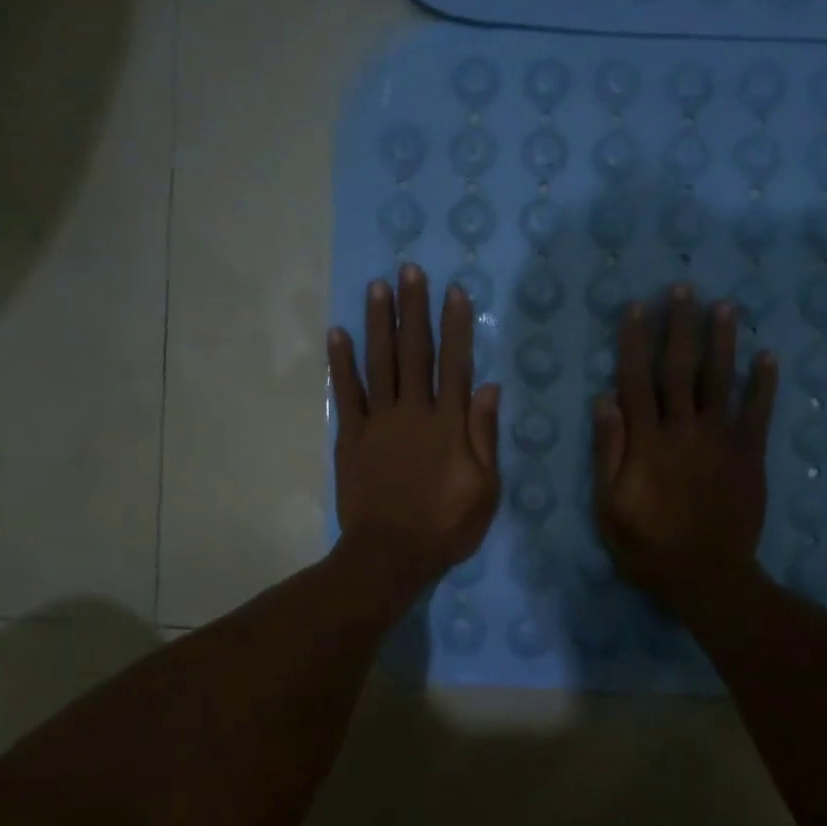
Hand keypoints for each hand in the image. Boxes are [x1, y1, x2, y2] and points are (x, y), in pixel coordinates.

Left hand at [328, 265, 500, 606]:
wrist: (390, 555)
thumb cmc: (446, 526)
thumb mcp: (484, 488)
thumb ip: (484, 435)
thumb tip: (488, 386)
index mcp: (448, 424)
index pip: (455, 363)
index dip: (456, 326)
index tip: (454, 291)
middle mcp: (413, 412)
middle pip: (414, 352)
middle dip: (414, 309)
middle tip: (409, 270)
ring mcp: (378, 422)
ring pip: (379, 362)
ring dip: (379, 322)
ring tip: (378, 287)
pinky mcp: (350, 437)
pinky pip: (345, 393)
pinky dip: (341, 363)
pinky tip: (338, 333)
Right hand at [592, 286, 778, 613]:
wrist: (708, 576)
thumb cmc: (648, 546)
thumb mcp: (609, 506)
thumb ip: (608, 452)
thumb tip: (604, 400)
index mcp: (647, 442)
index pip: (637, 381)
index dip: (635, 342)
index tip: (636, 308)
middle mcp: (684, 430)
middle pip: (680, 369)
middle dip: (679, 326)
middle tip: (683, 288)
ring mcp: (722, 441)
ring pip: (720, 381)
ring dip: (722, 341)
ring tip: (724, 306)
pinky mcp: (750, 455)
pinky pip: (758, 413)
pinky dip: (764, 384)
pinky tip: (768, 356)